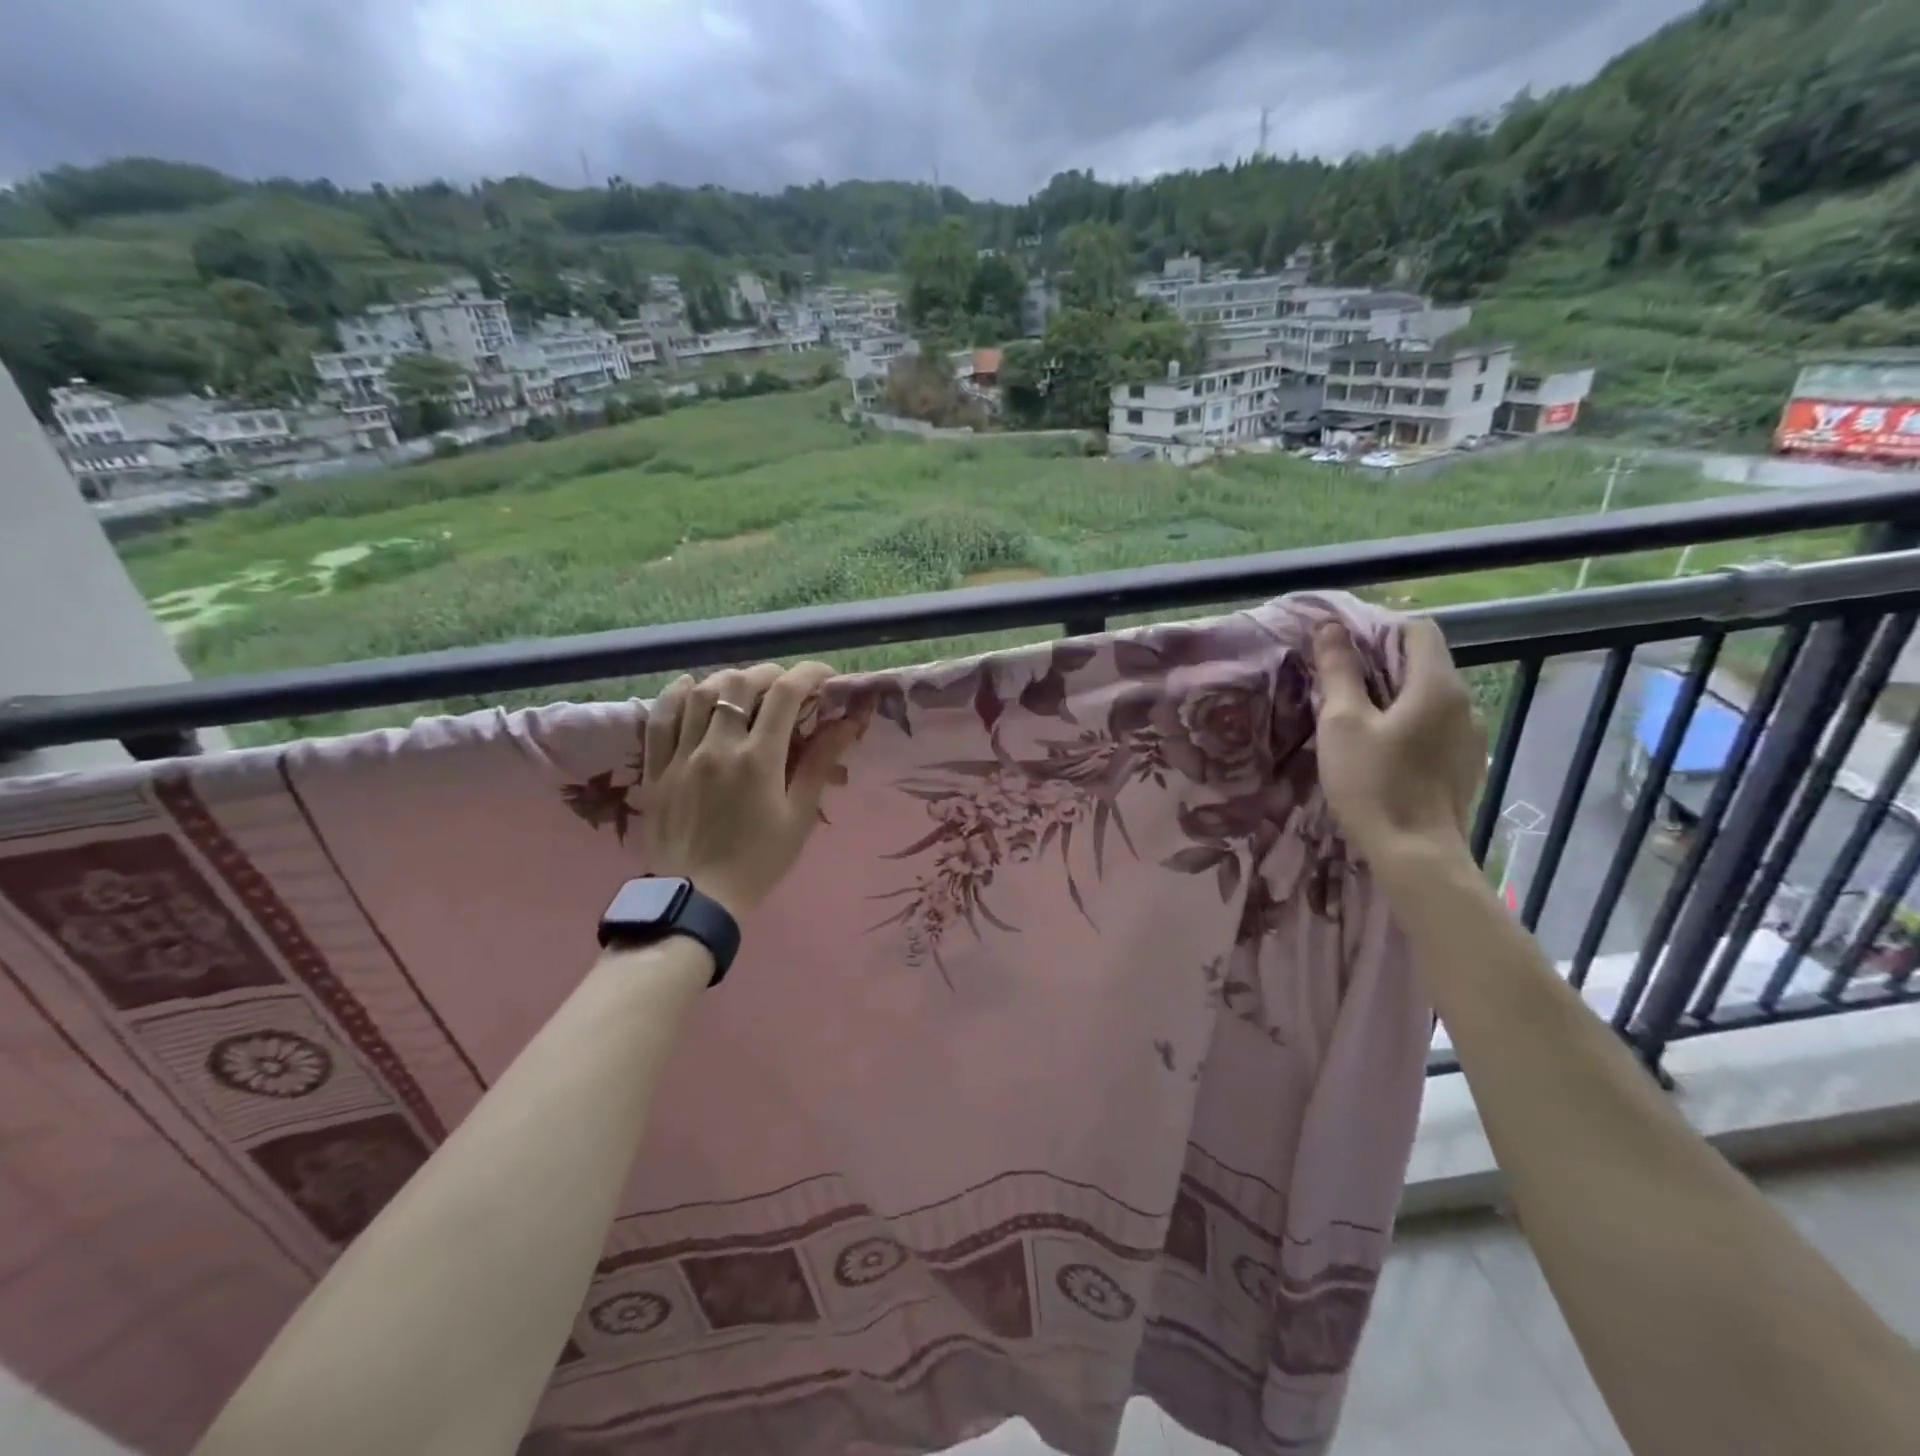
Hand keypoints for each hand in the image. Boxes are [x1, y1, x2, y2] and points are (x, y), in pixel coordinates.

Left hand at [640, 662, 858, 918]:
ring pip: (699, 694)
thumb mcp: (799, 815)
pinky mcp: (656, 768)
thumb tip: (847, 723)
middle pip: (739, 684)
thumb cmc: (759, 860)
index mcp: (758, 759)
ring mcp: (681, 755)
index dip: (808, 675)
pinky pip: (660, 719)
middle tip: (786, 685)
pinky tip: (689, 686)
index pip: (785, 694)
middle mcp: (717, 746)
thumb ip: (820, 763)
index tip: (824, 677)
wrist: (698, 898)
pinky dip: (676, 695)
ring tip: (744, 686)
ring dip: (727, 680)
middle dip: (769, 674)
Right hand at [1312, 617, 1485, 864]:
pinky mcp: (1465, 763)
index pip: (1417, 630)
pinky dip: (1410, 723)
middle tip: (1338, 686)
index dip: (1379, 630)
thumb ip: (1338, 671)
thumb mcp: (1342, 723)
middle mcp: (1465, 703)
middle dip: (1381, 664)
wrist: (1415, 855)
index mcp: (1437, 685)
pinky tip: (1382, 751)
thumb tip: (1329, 628)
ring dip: (1395, 696)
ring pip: (1430, 697)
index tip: (1342, 652)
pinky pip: (1437, 726)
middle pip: (1424, 663)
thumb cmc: (1373, 783)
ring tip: (1357, 720)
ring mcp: (1471, 736)